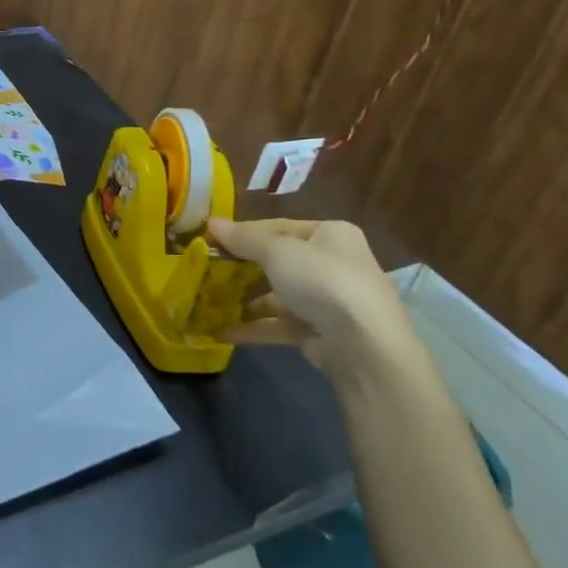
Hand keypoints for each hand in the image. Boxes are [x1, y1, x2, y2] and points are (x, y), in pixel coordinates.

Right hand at [204, 216, 424, 386]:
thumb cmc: (322, 281)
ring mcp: (326, 301)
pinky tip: (220, 331)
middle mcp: (331, 263)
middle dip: (240, 268)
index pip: (278, 227)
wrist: (363, 345)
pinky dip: (252, 327)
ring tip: (206, 301)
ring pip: (275, 295)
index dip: (243, 232)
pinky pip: (278, 324)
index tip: (209, 240)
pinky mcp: (318, 332)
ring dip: (242, 299)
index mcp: (330, 234)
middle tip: (204, 271)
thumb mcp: (277, 251)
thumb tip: (210, 221)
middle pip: (276, 261)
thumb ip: (243, 239)